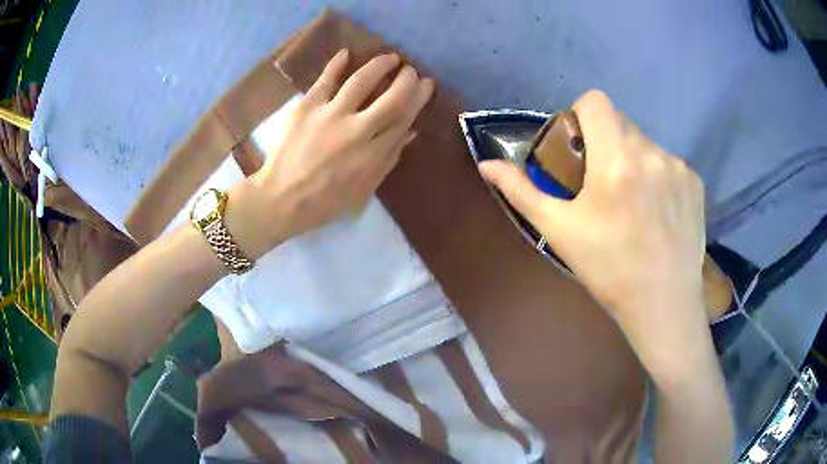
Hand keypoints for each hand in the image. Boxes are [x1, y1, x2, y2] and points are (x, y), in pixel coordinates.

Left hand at [228, 50, 433, 257]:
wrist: (281, 199)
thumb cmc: (325, 201)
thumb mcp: (364, 190)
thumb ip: (388, 160)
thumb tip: (410, 132)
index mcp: (373, 153)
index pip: (404, 118)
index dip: (418, 98)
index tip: (425, 85)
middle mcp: (357, 130)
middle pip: (391, 97)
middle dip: (406, 79)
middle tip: (410, 70)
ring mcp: (331, 115)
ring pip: (361, 81)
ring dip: (379, 65)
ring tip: (389, 58)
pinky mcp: (307, 108)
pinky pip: (325, 80)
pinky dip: (336, 64)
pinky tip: (346, 53)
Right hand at [479, 90, 708, 372]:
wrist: (662, 304)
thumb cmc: (608, 270)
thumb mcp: (559, 231)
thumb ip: (522, 191)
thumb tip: (487, 164)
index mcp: (615, 160)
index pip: (595, 101)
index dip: (581, 115)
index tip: (579, 146)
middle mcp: (650, 153)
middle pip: (620, 122)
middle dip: (606, 141)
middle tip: (603, 182)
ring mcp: (678, 166)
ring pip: (645, 143)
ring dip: (633, 159)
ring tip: (633, 201)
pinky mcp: (696, 182)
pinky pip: (668, 163)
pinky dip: (658, 175)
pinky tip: (657, 210)